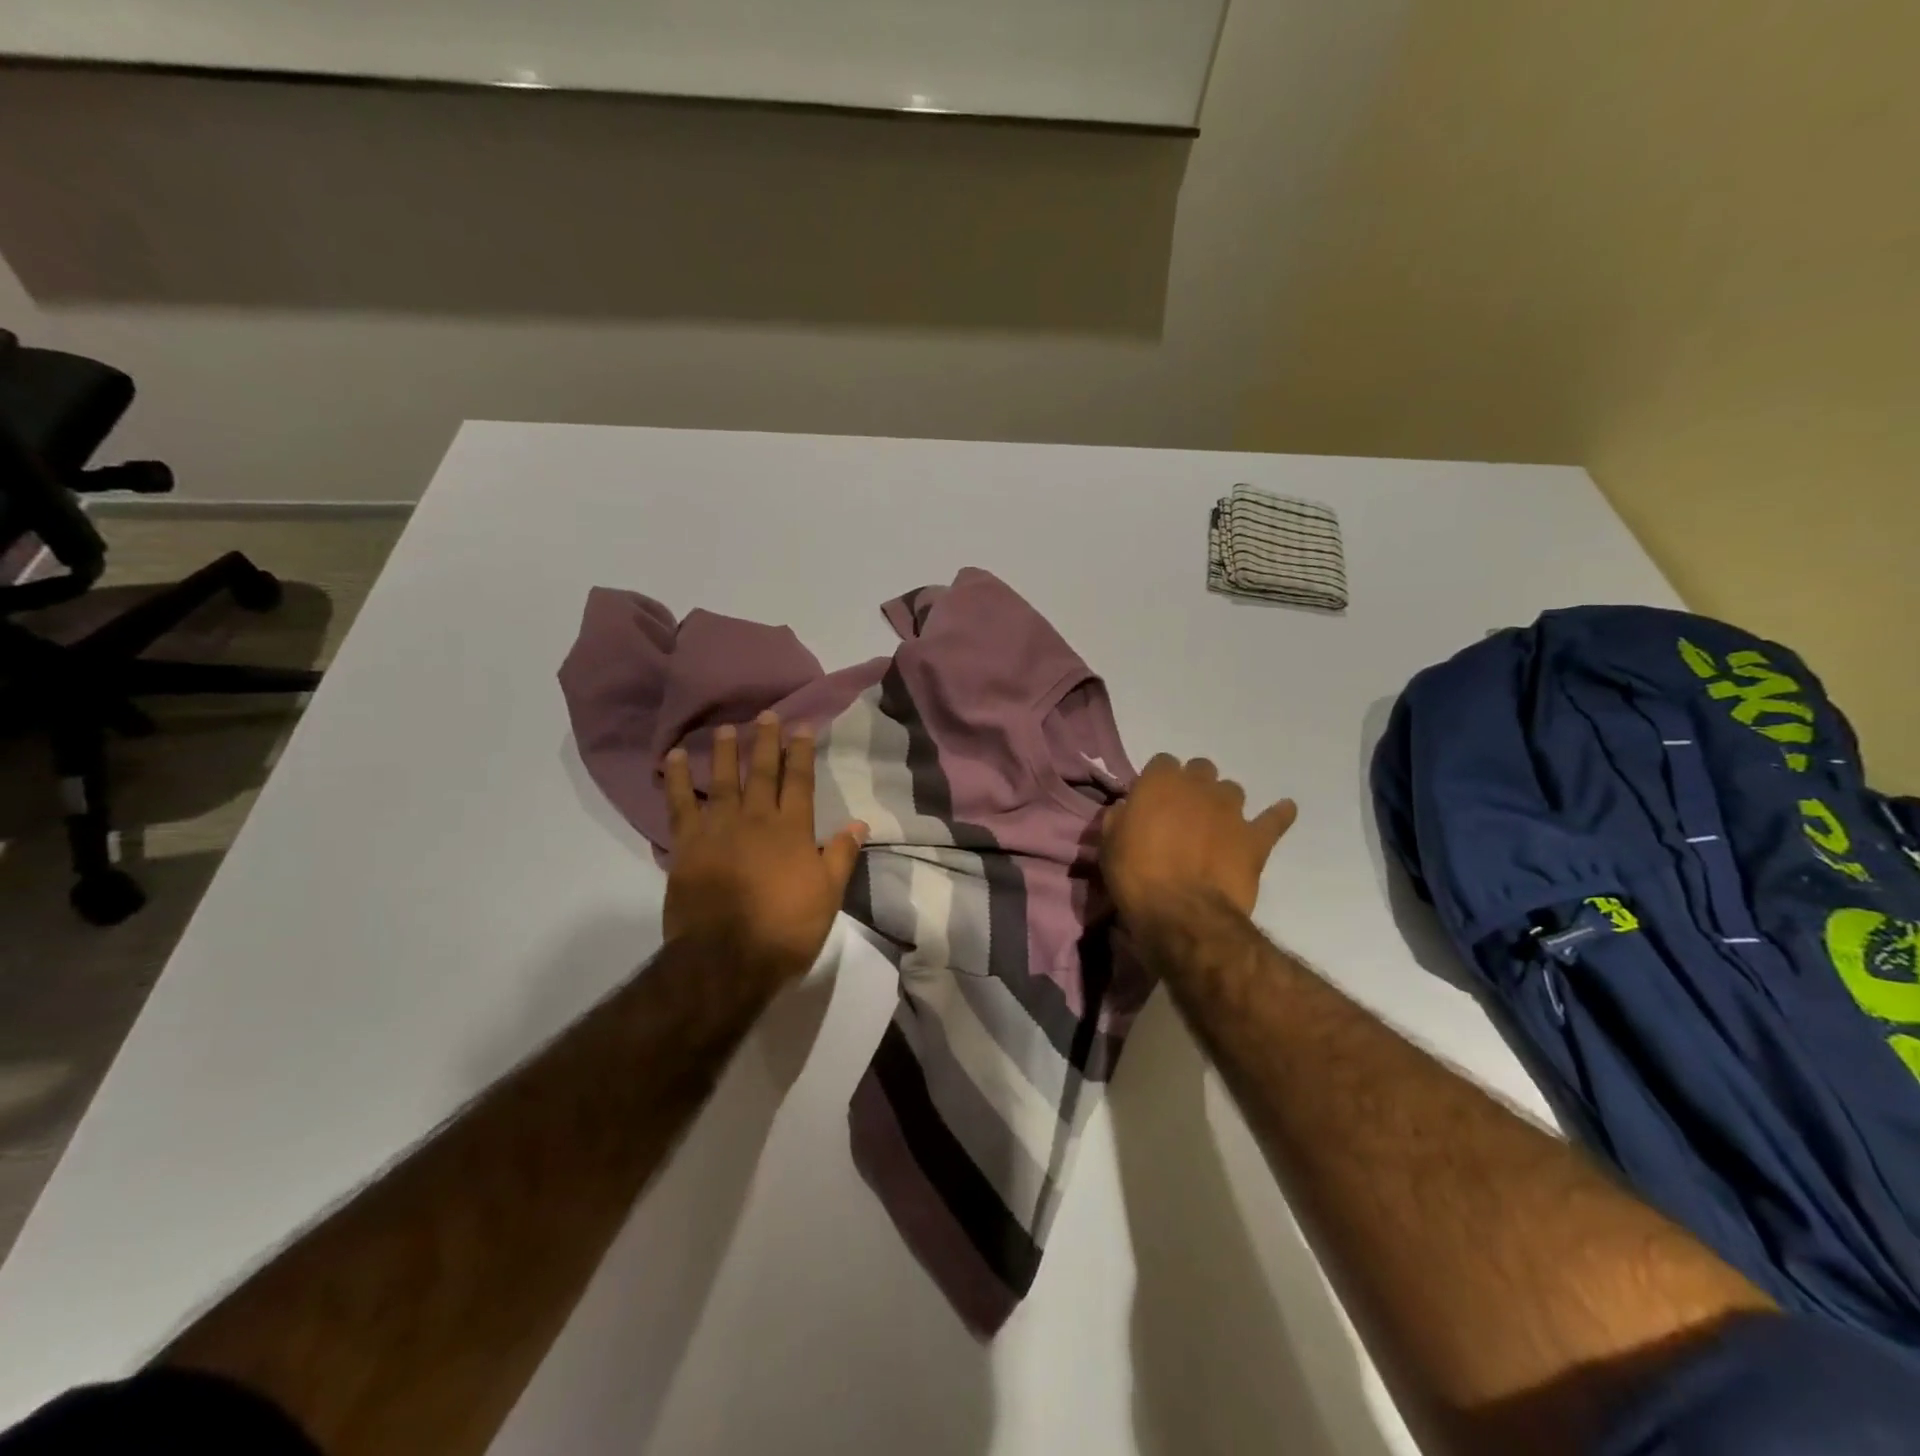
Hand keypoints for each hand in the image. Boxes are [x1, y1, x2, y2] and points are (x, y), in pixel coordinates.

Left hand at [664, 712, 867, 982]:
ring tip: (726, 727)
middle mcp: (756, 819)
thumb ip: (841, 855)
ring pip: (722, 780)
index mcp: (792, 830)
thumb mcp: (828, 895)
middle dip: (765, 741)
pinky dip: (676, 780)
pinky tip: (675, 758)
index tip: (801, 725)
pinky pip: (680, 804)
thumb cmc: (785, 929)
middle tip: (766, 714)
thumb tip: (859, 822)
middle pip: (761, 772)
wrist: (726, 959)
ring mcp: (719, 829)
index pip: (799, 781)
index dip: (800, 752)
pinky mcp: (687, 845)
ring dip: (725, 751)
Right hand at [1101, 754, 1295, 924]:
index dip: (1157, 781)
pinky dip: (1279, 814)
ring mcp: (1232, 810)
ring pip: (1232, 789)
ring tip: (1216, 823)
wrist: (1182, 913)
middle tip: (1183, 812)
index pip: (1162, 762)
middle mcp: (1199, 786)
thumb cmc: (1136, 876)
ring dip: (1223, 802)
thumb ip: (1120, 818)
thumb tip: (1128, 809)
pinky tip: (1284, 810)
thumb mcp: (1110, 845)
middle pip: (1201, 769)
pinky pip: (1275, 818)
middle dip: (1193, 785)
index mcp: (1160, 782)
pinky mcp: (1255, 838)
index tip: (1151, 802)